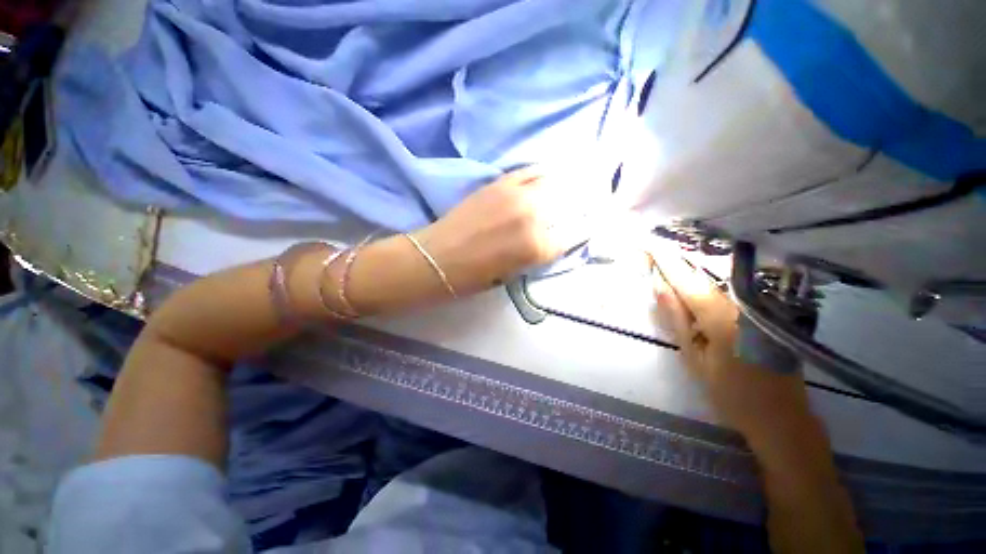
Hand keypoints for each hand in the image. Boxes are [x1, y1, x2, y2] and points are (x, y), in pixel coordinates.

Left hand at [416, 167, 572, 294]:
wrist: (438, 258)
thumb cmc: (474, 277)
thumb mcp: (514, 273)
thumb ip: (536, 255)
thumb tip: (550, 240)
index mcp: (537, 247)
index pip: (568, 238)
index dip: (571, 237)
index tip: (572, 234)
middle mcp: (532, 217)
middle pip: (563, 206)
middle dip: (567, 211)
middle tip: (568, 211)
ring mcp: (516, 195)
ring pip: (549, 184)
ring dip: (555, 190)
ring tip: (558, 192)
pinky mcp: (499, 183)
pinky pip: (527, 172)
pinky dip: (537, 175)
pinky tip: (541, 177)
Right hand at [648, 248, 816, 449]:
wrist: (780, 418)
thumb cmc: (730, 393)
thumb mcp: (694, 357)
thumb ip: (676, 318)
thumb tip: (660, 286)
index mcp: (721, 317)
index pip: (687, 280)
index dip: (667, 260)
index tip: (649, 241)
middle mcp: (742, 305)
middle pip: (703, 275)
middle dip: (677, 262)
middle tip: (653, 250)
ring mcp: (757, 308)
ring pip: (717, 282)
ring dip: (691, 271)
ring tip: (668, 263)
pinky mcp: (763, 314)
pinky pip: (729, 291)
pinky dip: (708, 284)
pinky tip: (694, 284)